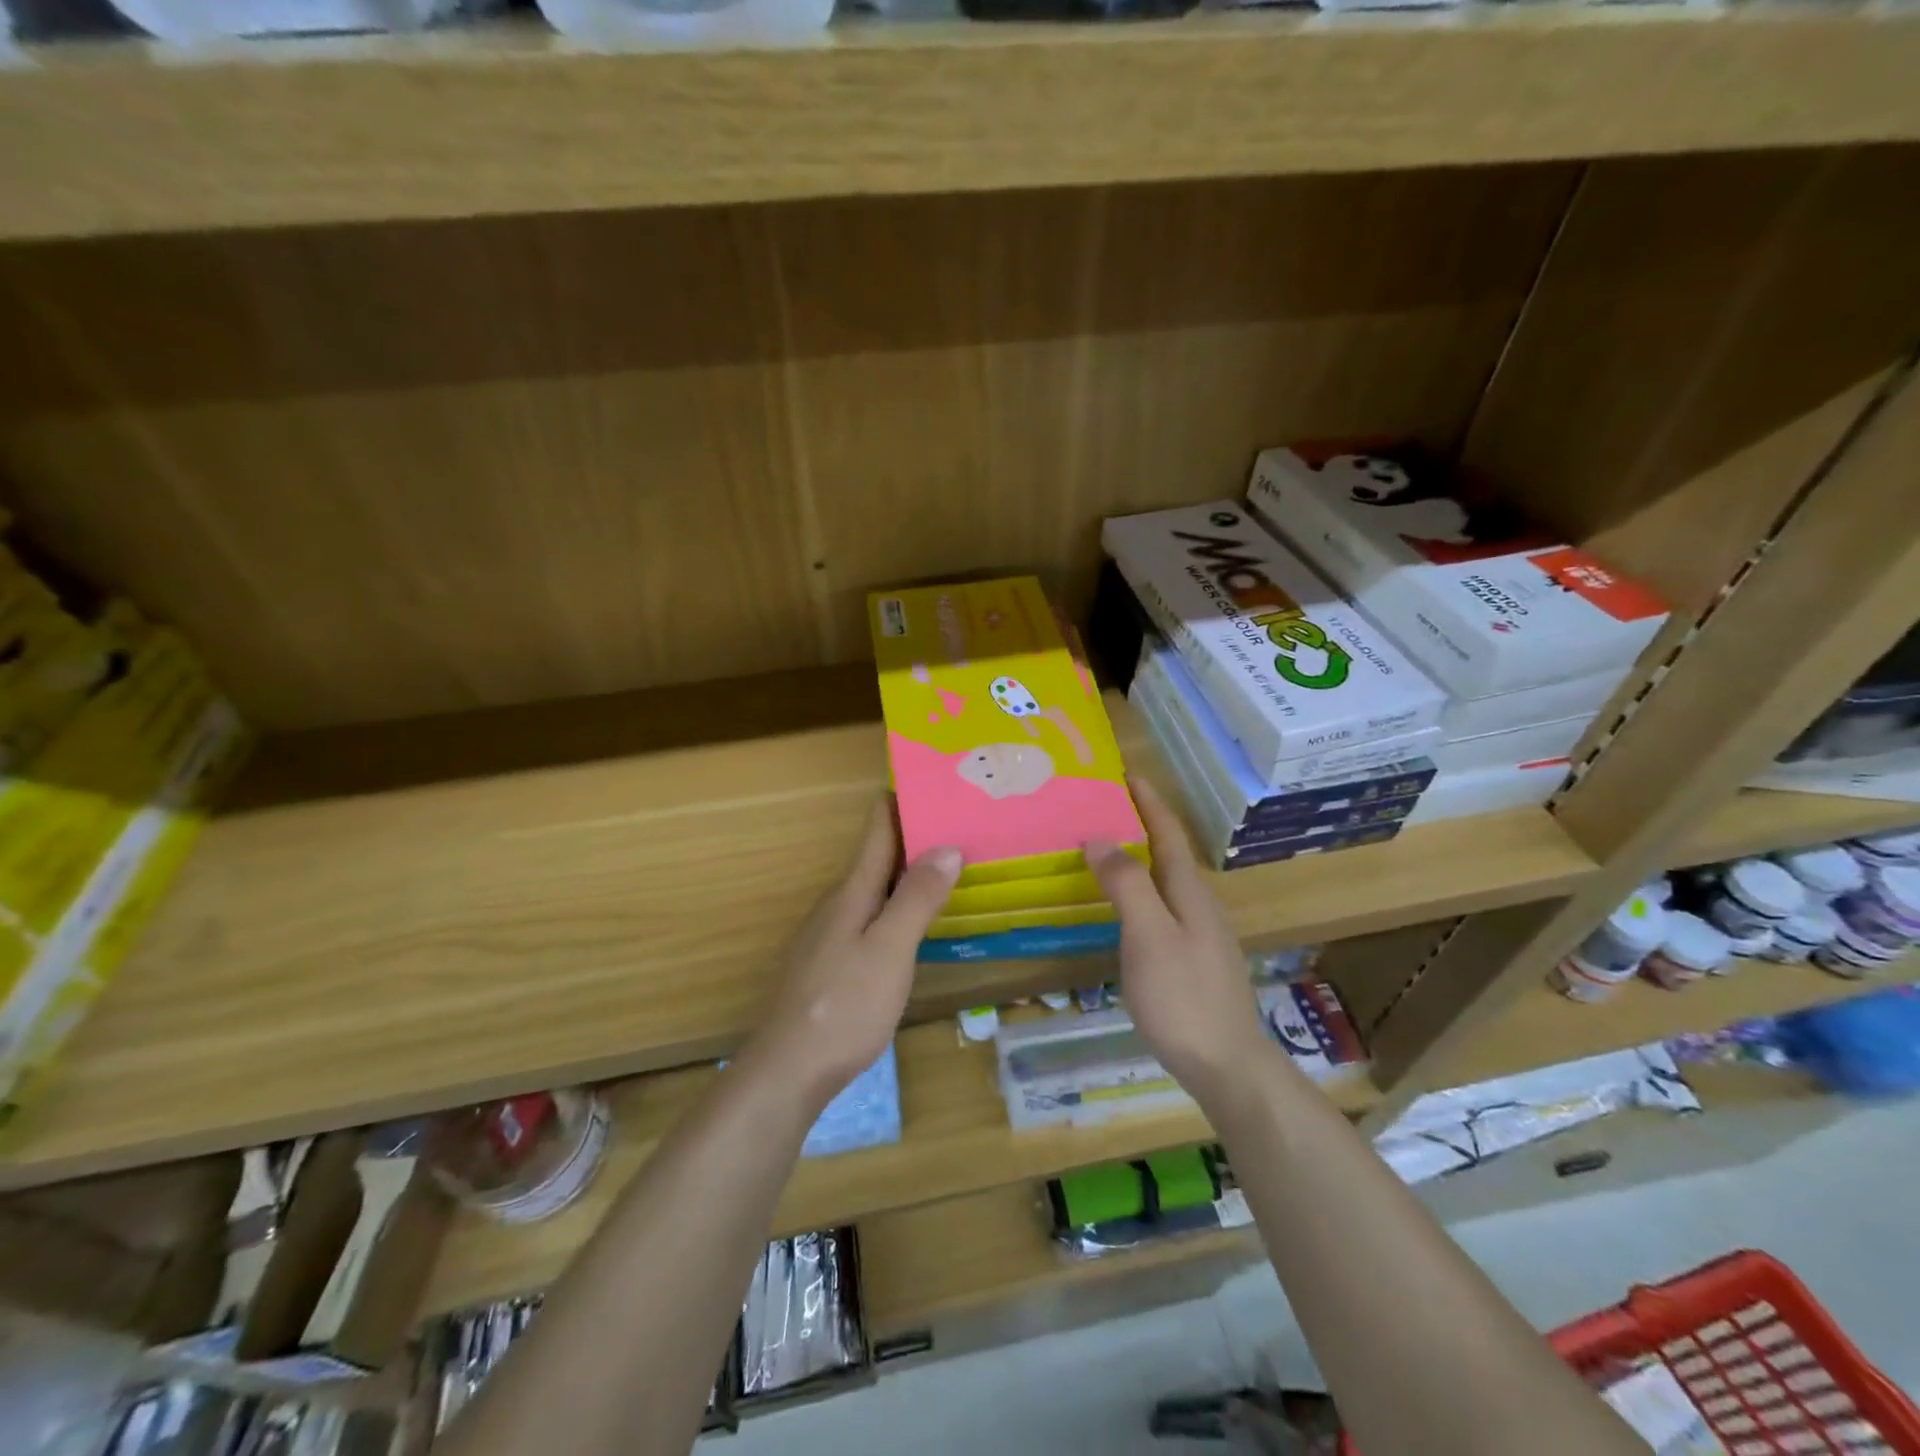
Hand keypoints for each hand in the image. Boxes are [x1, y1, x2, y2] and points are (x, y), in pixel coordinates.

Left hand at [744, 798, 960, 1109]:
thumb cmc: (845, 1004)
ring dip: (908, 875)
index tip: (934, 782)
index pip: (877, 829)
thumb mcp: (891, 949)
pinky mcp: (829, 963)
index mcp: (851, 891)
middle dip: (915, 838)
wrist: (788, 1070)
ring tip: (949, 870)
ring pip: (874, 890)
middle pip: (877, 857)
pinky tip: (915, 926)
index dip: (901, 801)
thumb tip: (946, 845)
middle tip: (961, 826)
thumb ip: (917, 898)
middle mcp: (837, 904)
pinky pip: (869, 918)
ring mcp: (829, 935)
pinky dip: (896, 908)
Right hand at [1085, 777, 1266, 1105]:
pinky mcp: (1193, 960)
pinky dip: (1140, 891)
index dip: (1149, 802)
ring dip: (1139, 858)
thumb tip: (1099, 837)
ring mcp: (1200, 935)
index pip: (1168, 833)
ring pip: (1166, 882)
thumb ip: (1126, 884)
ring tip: (1106, 849)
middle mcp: (1199, 905)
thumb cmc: (1183, 997)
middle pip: (1169, 853)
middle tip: (1104, 808)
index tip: (1127, 773)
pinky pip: (1162, 908)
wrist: (1227, 1066)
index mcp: (1190, 892)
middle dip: (1141, 825)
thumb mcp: (1149, 936)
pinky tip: (1123, 908)